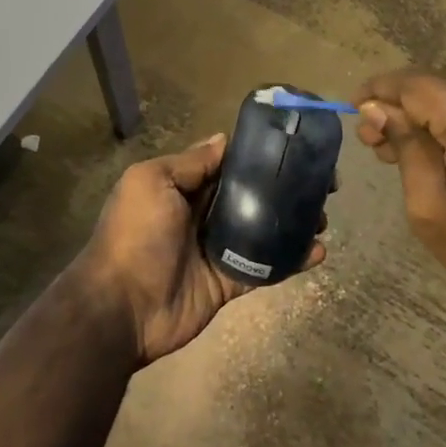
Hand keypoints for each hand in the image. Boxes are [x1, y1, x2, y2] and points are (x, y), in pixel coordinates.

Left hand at [76, 134, 325, 365]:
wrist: (121, 307)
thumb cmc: (136, 235)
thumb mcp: (152, 182)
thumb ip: (190, 163)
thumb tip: (222, 139)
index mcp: (182, 186)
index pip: (227, 164)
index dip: (258, 156)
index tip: (294, 148)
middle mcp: (201, 213)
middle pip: (250, 194)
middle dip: (284, 187)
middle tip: (323, 184)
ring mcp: (217, 249)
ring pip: (262, 229)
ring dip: (293, 221)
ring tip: (324, 216)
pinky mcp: (229, 281)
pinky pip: (265, 266)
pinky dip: (291, 259)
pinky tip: (318, 251)